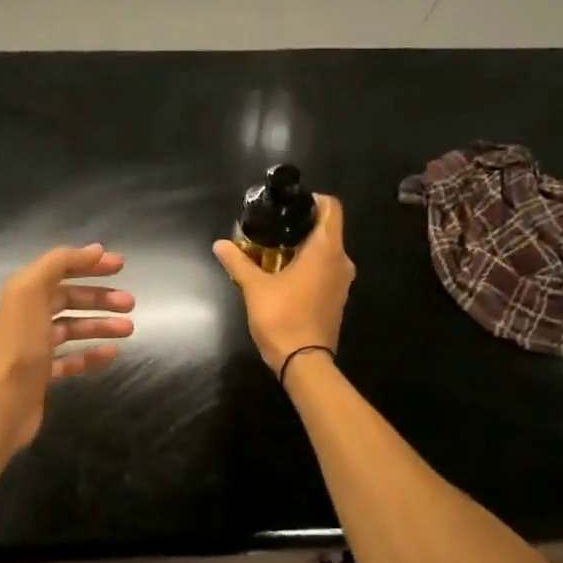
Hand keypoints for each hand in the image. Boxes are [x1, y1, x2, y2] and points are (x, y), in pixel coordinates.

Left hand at [0, 245, 134, 452]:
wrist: (3, 401)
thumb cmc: (20, 343)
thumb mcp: (31, 291)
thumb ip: (59, 264)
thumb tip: (95, 250)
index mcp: (24, 292)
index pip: (61, 269)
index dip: (89, 264)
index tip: (121, 265)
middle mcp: (28, 315)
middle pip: (69, 299)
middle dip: (100, 298)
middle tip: (130, 303)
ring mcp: (35, 346)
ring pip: (74, 328)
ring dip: (101, 325)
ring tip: (129, 329)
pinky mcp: (43, 373)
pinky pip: (72, 358)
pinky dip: (92, 354)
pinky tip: (112, 354)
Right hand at [212, 195, 354, 372]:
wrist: (304, 362)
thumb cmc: (282, 317)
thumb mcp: (254, 287)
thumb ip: (238, 262)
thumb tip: (220, 244)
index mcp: (326, 249)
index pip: (331, 208)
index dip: (312, 200)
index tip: (288, 205)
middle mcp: (341, 260)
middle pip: (327, 229)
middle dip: (301, 225)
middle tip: (272, 227)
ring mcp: (342, 281)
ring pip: (327, 251)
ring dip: (304, 247)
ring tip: (273, 250)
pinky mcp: (338, 298)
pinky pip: (326, 270)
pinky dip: (309, 266)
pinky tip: (284, 274)